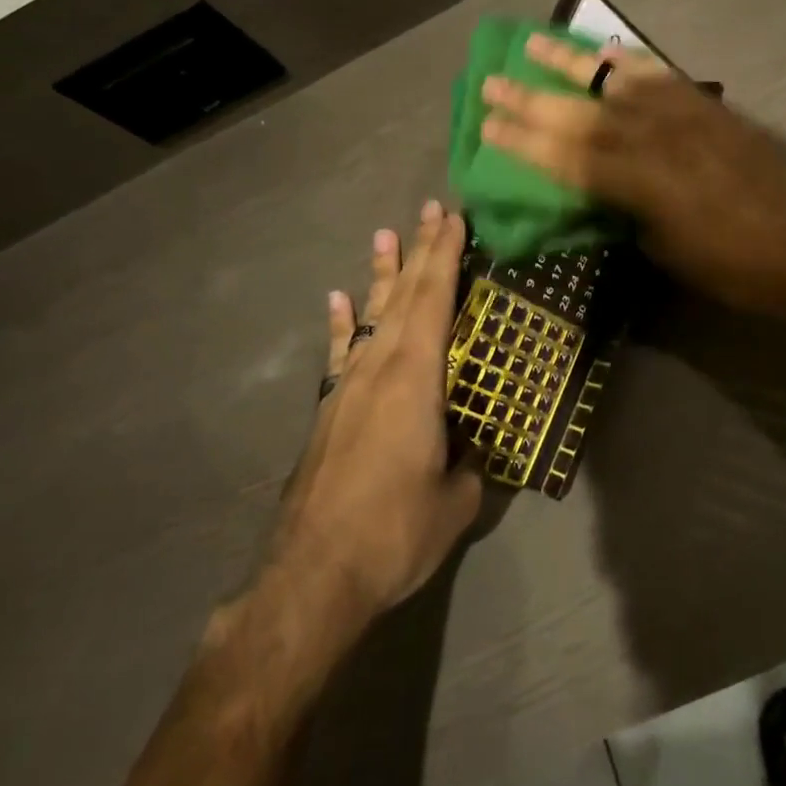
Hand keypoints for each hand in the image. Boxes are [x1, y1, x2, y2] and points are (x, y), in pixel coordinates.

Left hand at [271, 201, 481, 619]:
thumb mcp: (456, 502)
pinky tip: (340, 299)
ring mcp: (348, 385)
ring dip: (383, 274)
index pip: (435, 300)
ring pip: (372, 314)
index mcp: (417, 378)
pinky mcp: (329, 408)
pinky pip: (340, 351)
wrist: (311, 576)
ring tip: (386, 235)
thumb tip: (474, 450)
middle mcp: (380, 368)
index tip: (455, 218)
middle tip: (432, 209)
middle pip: (405, 295)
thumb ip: (469, 466)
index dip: (446, 256)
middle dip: (421, 250)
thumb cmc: (393, 532)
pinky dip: (342, 322)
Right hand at [479, 34, 785, 317]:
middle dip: (530, 98)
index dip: (522, 141)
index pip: (564, 156)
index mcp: (635, 182)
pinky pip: (659, 74)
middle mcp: (651, 137)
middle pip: (578, 113)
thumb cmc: (729, 265)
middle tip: (491, 80)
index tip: (485, 125)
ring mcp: (680, 114)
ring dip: (570, 62)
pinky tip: (604, 51)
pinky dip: (628, 60)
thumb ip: (624, 212)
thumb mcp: (662, 249)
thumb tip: (599, 191)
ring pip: (614, 80)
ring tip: (534, 42)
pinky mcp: (705, 105)